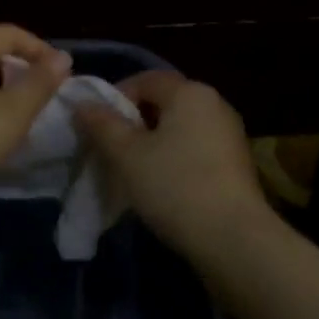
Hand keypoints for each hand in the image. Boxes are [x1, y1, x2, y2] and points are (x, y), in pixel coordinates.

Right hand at [74, 71, 272, 256]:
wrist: (233, 239)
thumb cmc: (175, 186)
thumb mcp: (127, 155)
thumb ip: (102, 125)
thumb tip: (82, 104)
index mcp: (190, 92)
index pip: (145, 80)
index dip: (116, 97)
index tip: (96, 127)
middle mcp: (215, 104)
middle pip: (164, 102)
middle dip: (134, 122)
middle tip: (110, 150)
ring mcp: (230, 134)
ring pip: (180, 128)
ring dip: (153, 143)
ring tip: (132, 172)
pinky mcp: (236, 164)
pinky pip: (196, 149)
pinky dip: (175, 159)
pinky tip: (162, 187)